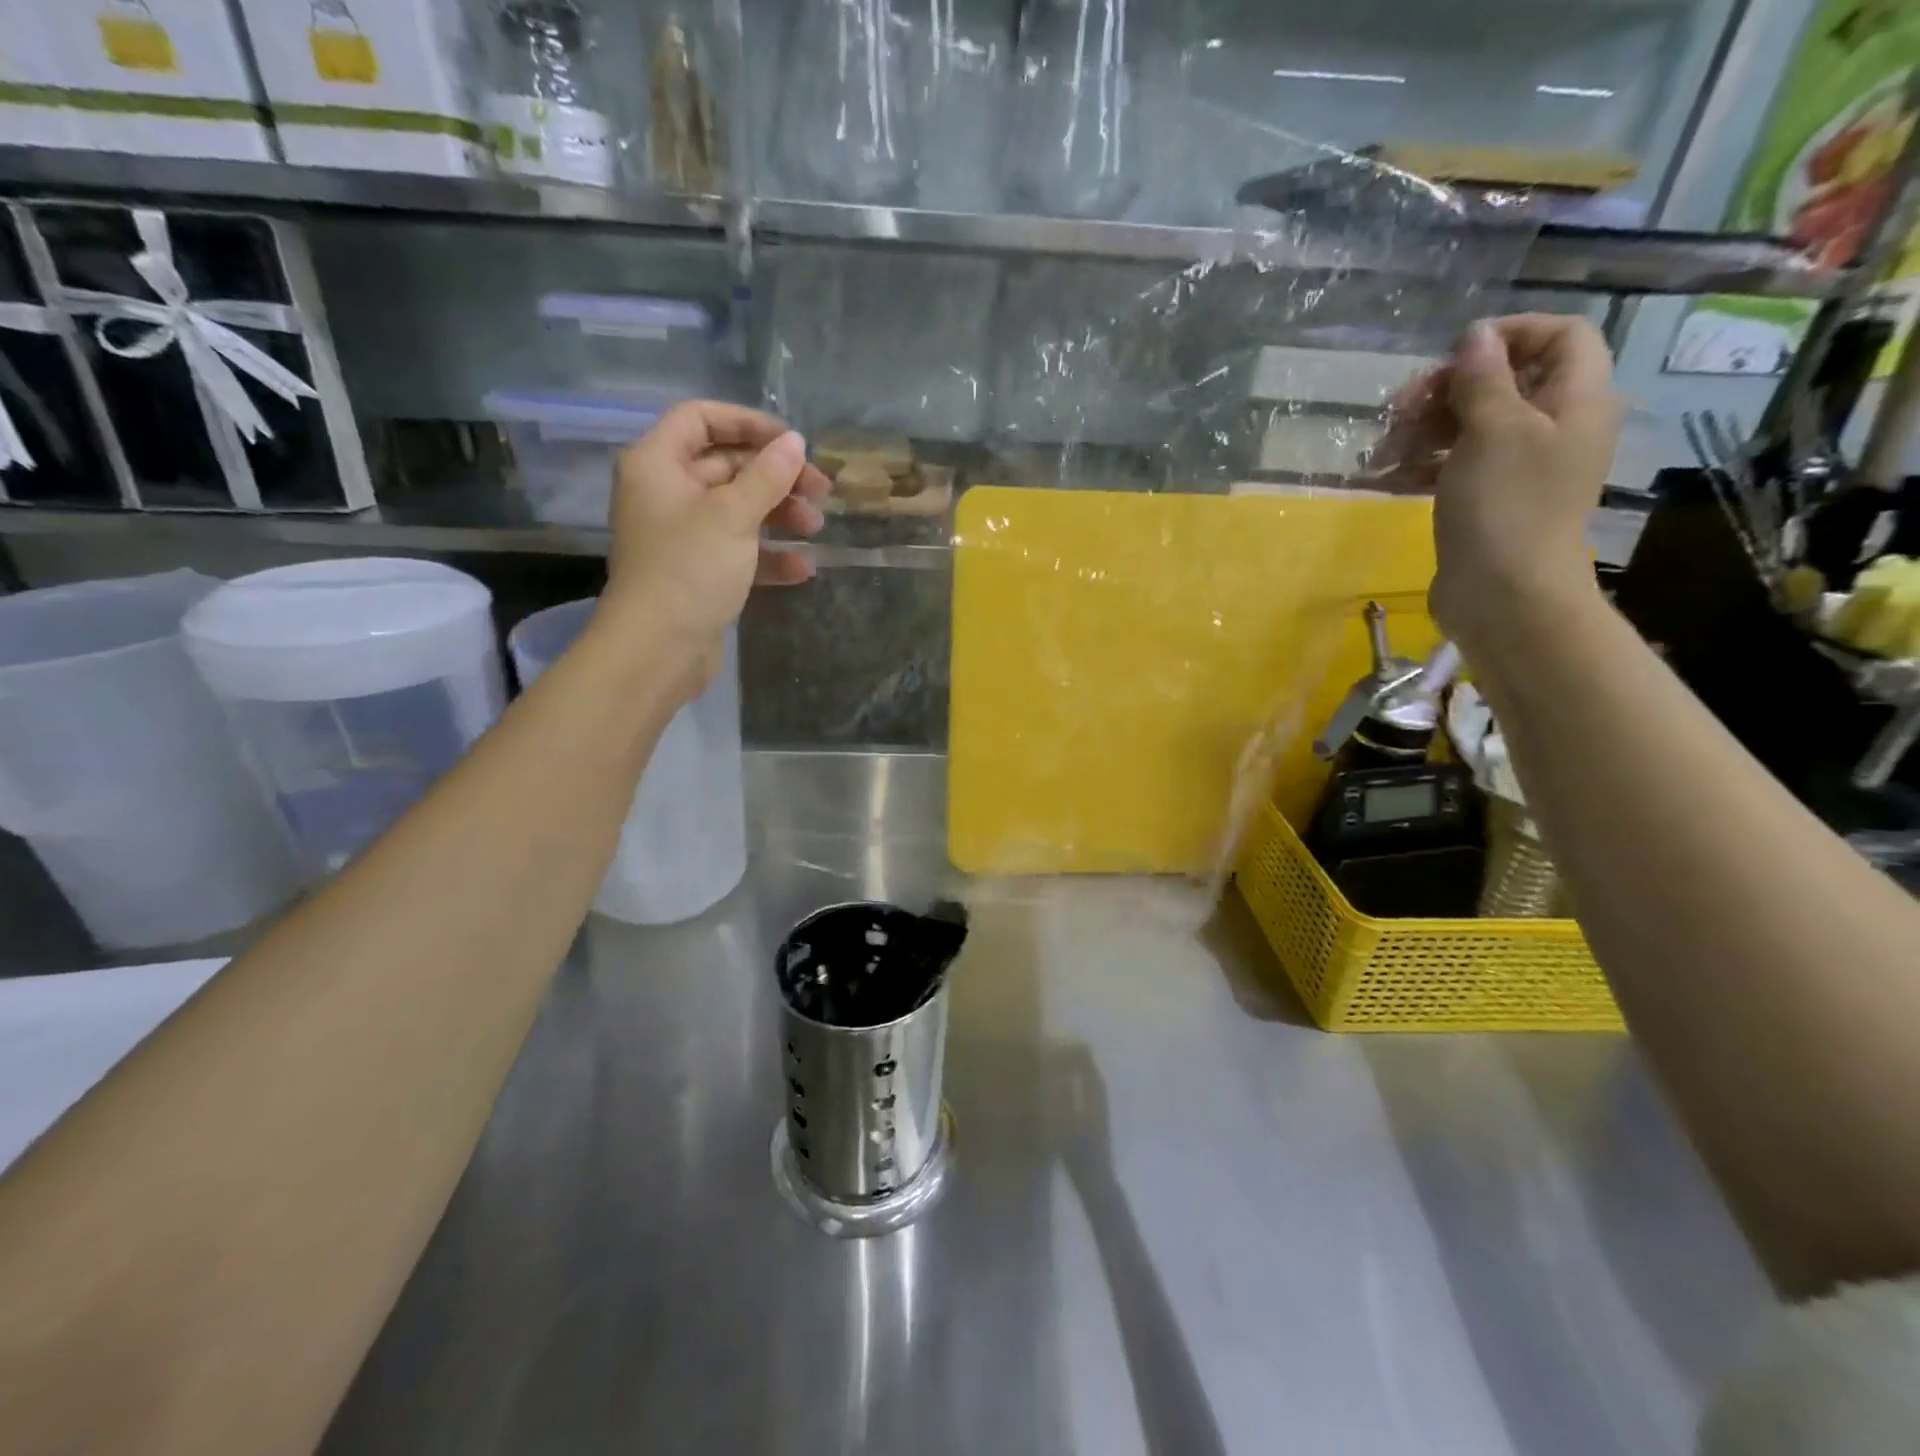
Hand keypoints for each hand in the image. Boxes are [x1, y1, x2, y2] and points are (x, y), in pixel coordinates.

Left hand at [601, 400, 831, 688]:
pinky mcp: (699, 572)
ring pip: (737, 510)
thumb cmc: (689, 568)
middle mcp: (666, 493)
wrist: (659, 648)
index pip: (700, 419)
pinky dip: (768, 555)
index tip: (791, 441)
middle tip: (820, 490)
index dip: (747, 424)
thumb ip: (768, 475)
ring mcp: (683, 535)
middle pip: (726, 466)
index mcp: (658, 464)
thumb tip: (795, 442)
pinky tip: (803, 567)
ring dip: (779, 515)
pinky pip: (738, 551)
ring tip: (816, 527)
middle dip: (775, 476)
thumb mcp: (733, 515)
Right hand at [1372, 315, 1621, 651]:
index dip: (1509, 335)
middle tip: (1400, 409)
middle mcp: (1556, 426)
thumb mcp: (1492, 430)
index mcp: (1577, 399)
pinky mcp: (1490, 500)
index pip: (1560, 336)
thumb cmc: (1504, 505)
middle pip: (1506, 381)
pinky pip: (1458, 465)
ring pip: (1474, 425)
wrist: (1503, 593)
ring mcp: (1522, 467)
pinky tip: (1389, 475)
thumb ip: (1483, 378)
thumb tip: (1476, 336)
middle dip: (1449, 388)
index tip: (1454, 356)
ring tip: (1383, 449)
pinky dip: (1425, 463)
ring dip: (1426, 428)